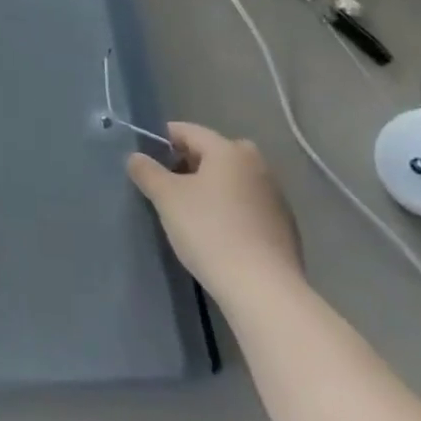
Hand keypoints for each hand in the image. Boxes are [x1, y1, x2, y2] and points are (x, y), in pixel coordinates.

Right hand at [127, 123, 302, 305]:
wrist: (262, 289)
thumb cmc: (209, 231)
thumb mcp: (166, 198)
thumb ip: (147, 171)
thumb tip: (136, 157)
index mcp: (229, 150)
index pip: (188, 131)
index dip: (161, 140)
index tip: (144, 157)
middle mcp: (256, 165)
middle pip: (213, 153)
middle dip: (188, 163)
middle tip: (166, 183)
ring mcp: (275, 196)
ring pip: (232, 179)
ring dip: (210, 186)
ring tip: (188, 210)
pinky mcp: (284, 226)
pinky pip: (247, 204)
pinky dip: (229, 208)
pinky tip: (216, 232)